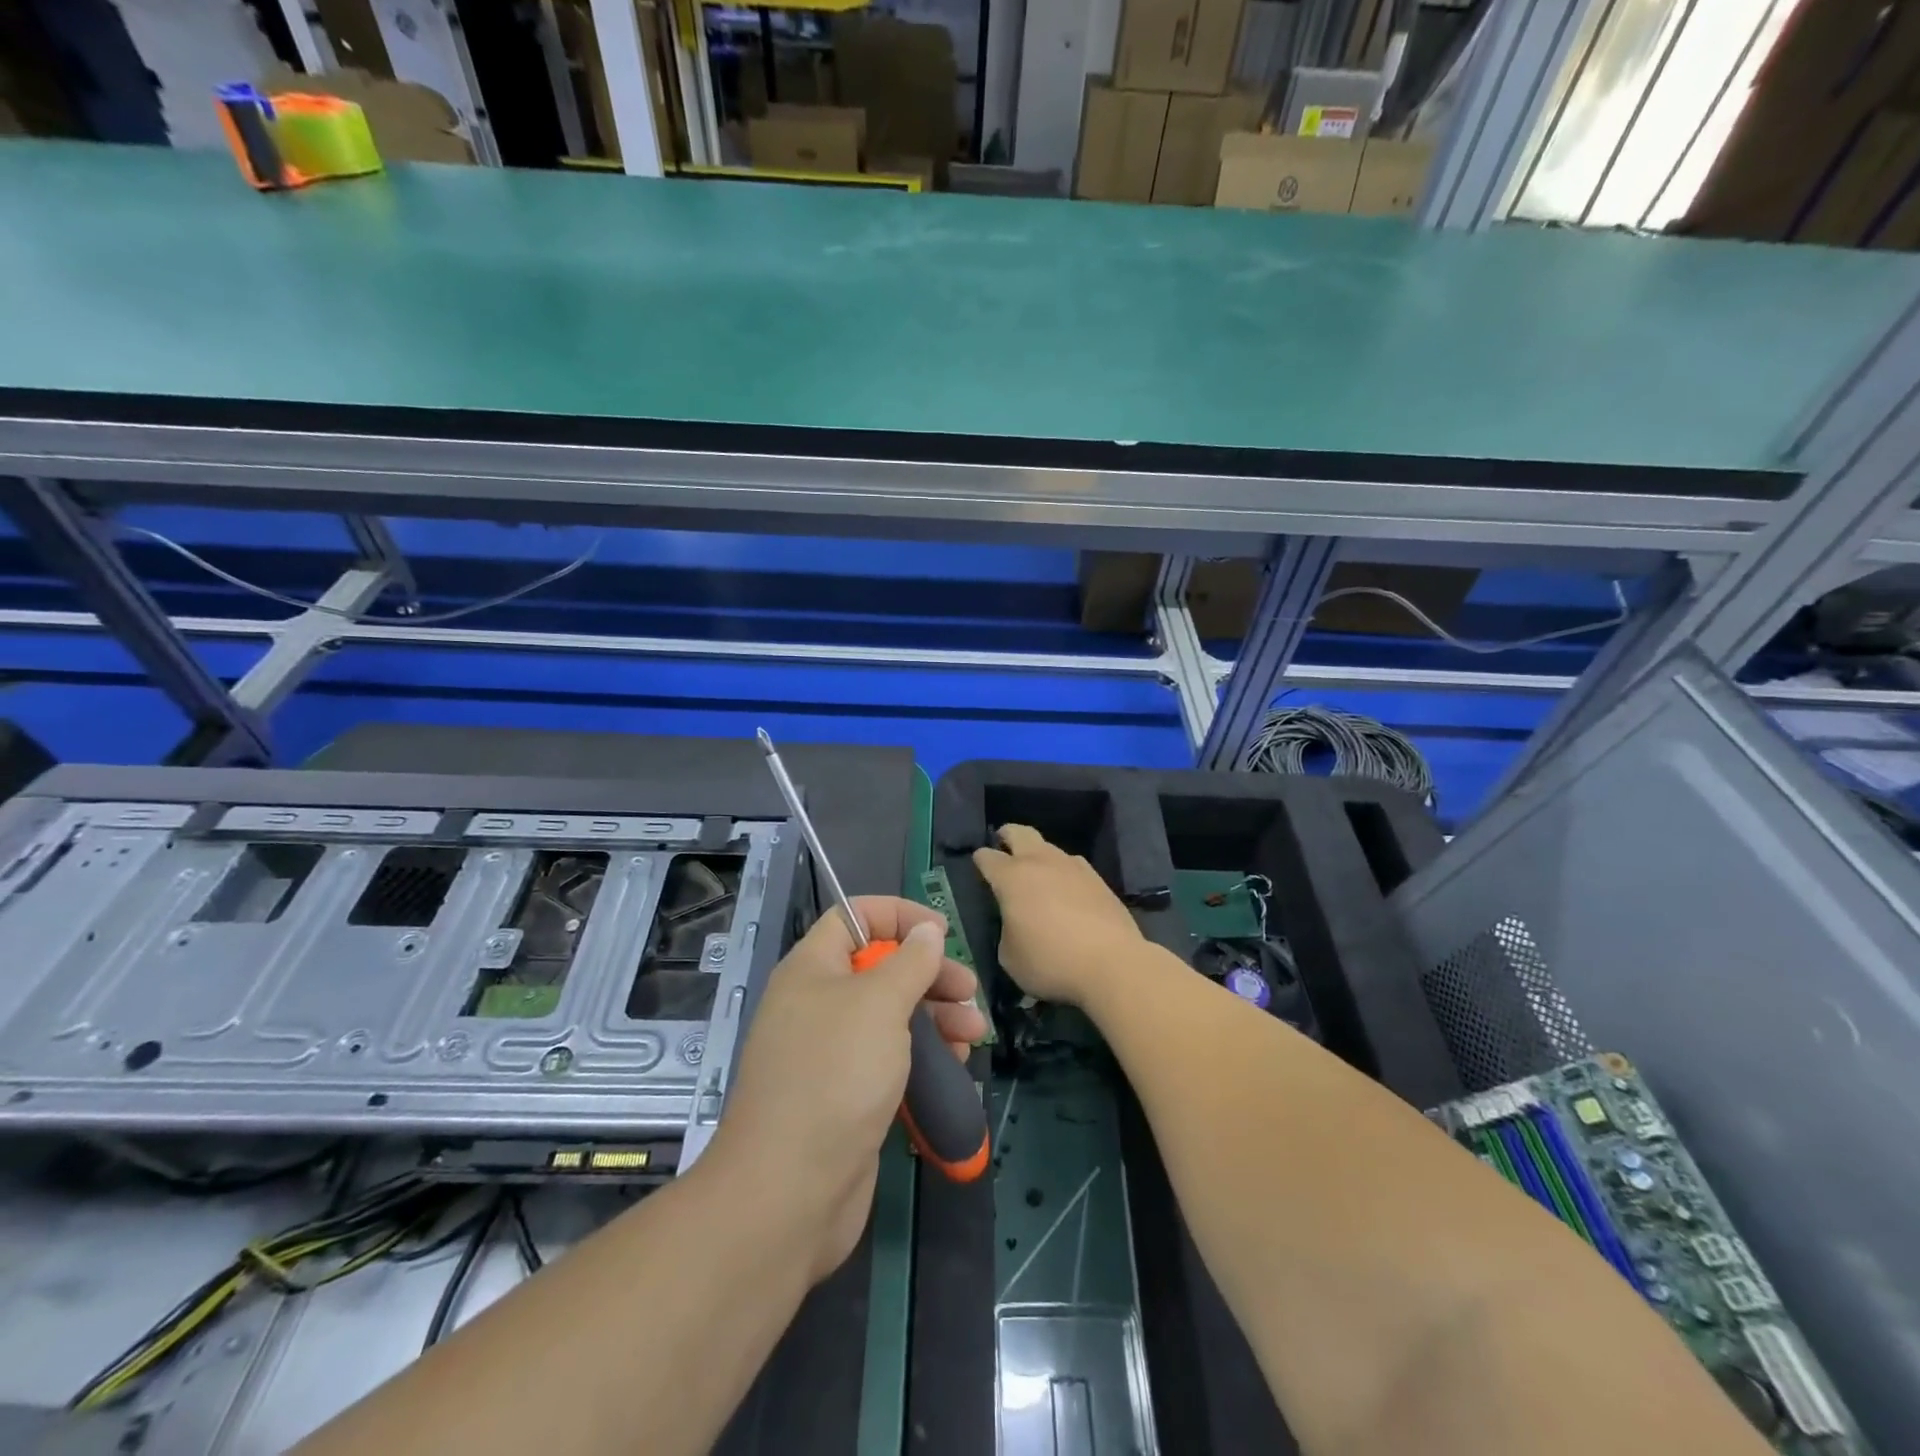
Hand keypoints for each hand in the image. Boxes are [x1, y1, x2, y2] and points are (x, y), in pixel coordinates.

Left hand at [703, 895, 986, 1283]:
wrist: (789, 1191)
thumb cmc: (836, 1075)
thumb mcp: (880, 1003)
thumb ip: (910, 961)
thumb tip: (927, 930)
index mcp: (813, 968)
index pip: (855, 916)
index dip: (899, 915)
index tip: (941, 933)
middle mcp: (817, 1003)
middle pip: (880, 967)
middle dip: (930, 975)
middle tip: (968, 993)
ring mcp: (830, 1053)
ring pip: (890, 1016)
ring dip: (936, 1018)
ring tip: (974, 1035)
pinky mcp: (845, 1095)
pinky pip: (889, 1060)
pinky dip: (923, 1058)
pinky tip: (955, 1068)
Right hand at [972, 824, 1145, 1007]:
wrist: (1112, 963)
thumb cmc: (1051, 961)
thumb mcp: (1010, 957)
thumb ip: (1006, 930)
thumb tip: (1016, 921)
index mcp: (1012, 878)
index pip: (987, 858)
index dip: (980, 860)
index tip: (979, 866)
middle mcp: (1040, 862)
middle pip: (1019, 833)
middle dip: (1007, 835)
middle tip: (1003, 844)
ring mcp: (1073, 867)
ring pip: (1049, 847)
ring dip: (1038, 855)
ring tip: (1037, 874)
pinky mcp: (1098, 879)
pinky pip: (1073, 866)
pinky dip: (1063, 872)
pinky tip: (1066, 889)